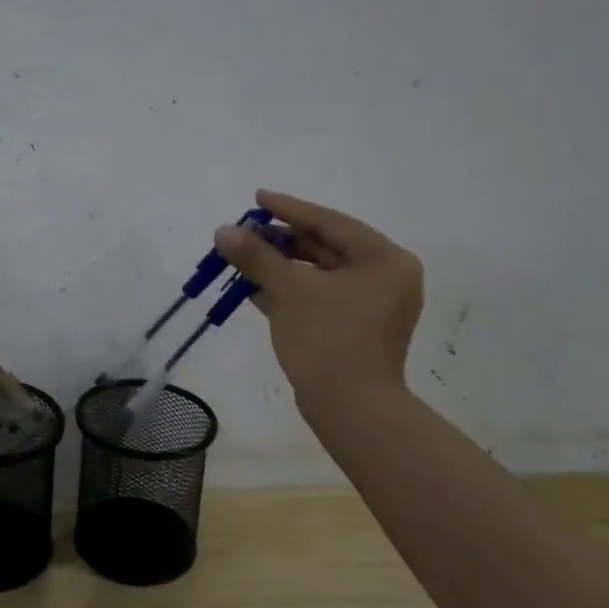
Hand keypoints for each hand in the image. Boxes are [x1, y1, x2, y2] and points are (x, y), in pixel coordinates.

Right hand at [213, 189, 423, 412]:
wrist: (351, 410)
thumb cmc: (328, 339)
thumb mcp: (289, 290)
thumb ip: (256, 255)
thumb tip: (223, 231)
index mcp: (383, 260)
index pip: (329, 222)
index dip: (289, 209)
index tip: (257, 197)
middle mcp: (385, 277)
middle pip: (325, 246)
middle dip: (280, 241)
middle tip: (243, 232)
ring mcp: (372, 305)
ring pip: (319, 273)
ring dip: (279, 266)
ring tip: (242, 258)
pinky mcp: (355, 328)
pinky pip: (319, 296)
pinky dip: (289, 290)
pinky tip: (252, 287)